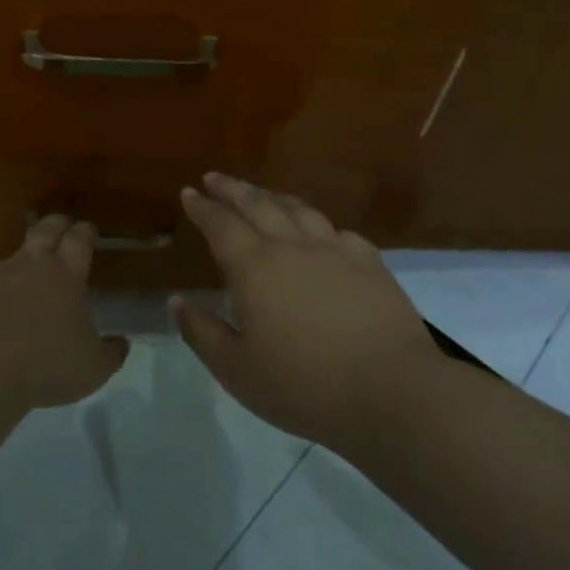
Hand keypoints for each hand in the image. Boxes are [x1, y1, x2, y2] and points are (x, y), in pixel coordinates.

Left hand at [0, 215, 129, 409]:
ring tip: (18, 280)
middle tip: (61, 227)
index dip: (85, 232)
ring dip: (16, 265)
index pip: (79, 240)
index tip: (88, 229)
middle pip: (44, 230)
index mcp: (66, 275)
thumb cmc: (45, 363)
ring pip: (7, 258)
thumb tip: (122, 342)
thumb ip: (110, 353)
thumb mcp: (92, 368)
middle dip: (55, 225)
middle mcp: (29, 265)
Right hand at [171, 173, 442, 451]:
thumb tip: (177, 301)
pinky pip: (338, 231)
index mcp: (254, 267)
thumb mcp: (236, 371)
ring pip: (299, 210)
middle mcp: (292, 246)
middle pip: (258, 204)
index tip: (189, 192)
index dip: (202, 207)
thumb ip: (202, 333)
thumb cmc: (304, 387)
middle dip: (233, 189)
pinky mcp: (371, 264)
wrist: (391, 392)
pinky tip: (320, 232)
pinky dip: (319, 225)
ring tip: (262, 194)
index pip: (221, 224)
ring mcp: (335, 251)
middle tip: (215, 178)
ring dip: (273, 197)